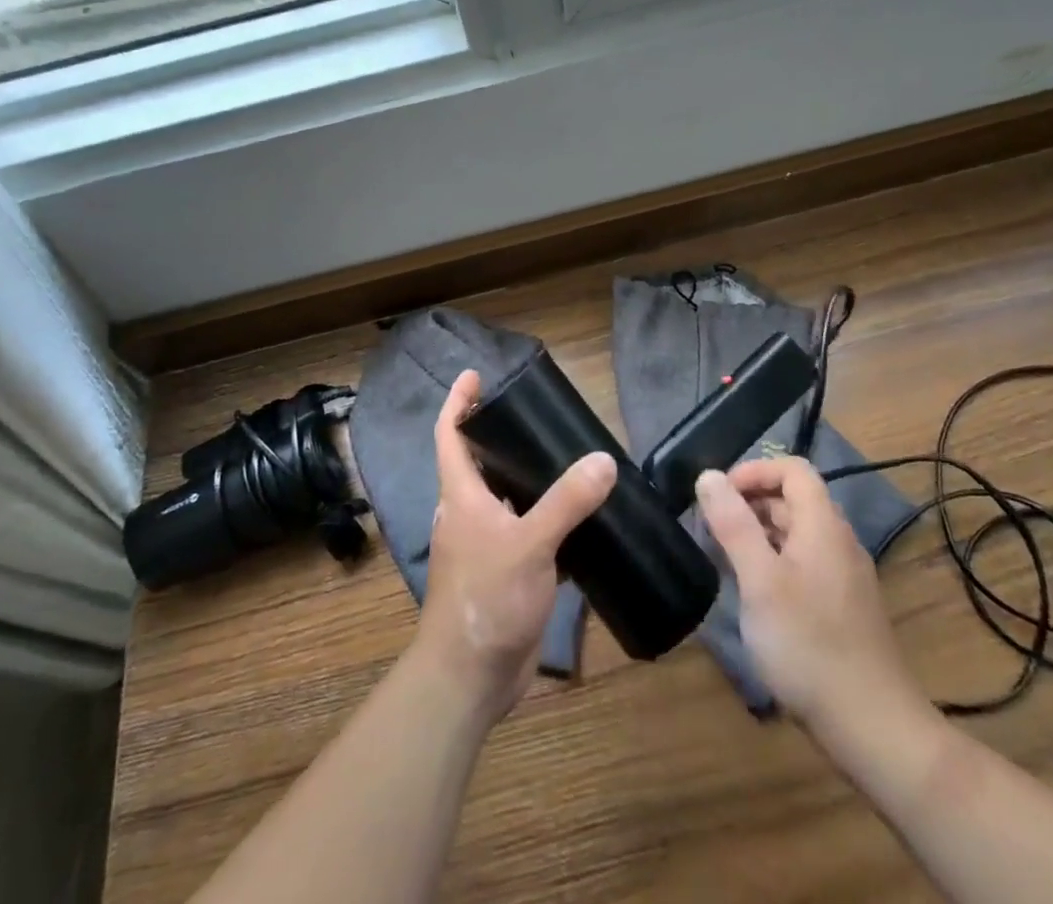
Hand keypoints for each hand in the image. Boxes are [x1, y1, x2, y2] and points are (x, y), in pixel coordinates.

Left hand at [414, 370, 616, 723]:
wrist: (470, 678)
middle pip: (477, 462)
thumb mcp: (529, 544)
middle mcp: (468, 513)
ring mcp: (485, 545)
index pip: (449, 434)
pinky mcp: (505, 572)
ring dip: (526, 477)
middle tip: (538, 415)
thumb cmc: (487, 598)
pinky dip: (545, 517)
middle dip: (499, 436)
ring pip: (504, 497)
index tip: (475, 375)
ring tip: (566, 457)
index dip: (458, 401)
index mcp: (461, 496)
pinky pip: (524, 531)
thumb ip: (567, 501)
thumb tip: (603, 460)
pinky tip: (577, 515)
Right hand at [695, 457, 926, 727]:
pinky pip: (805, 564)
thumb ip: (733, 524)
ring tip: (725, 561)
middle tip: (711, 530)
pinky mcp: (844, 608)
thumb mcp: (760, 581)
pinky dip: (775, 563)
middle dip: (750, 504)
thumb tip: (709, 476)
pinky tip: (755, 596)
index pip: (793, 469)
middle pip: (794, 500)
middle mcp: (839, 542)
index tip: (719, 496)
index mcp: (823, 526)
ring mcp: (845, 577)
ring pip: (798, 534)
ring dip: (759, 534)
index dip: (754, 471)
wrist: (875, 729)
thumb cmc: (809, 646)